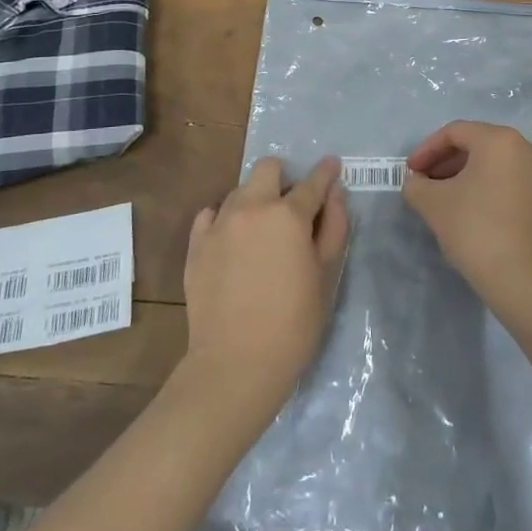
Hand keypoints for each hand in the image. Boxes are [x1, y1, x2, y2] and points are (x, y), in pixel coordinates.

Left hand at [178, 155, 349, 431]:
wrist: (236, 364)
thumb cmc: (294, 323)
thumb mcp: (327, 275)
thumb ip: (334, 227)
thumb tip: (335, 194)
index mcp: (288, 215)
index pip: (313, 182)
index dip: (326, 172)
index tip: (332, 166)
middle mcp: (251, 208)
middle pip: (268, 168)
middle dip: (285, 178)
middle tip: (293, 205)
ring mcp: (219, 224)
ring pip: (239, 190)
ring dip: (256, 200)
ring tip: (263, 231)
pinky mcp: (196, 245)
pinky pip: (211, 215)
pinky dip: (225, 219)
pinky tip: (234, 241)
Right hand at [403, 122, 531, 324]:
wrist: (527, 282)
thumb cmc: (477, 231)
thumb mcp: (434, 205)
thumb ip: (417, 185)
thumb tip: (416, 182)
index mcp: (501, 140)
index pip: (455, 132)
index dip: (426, 150)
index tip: (409, 173)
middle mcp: (527, 148)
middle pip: (477, 144)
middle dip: (445, 162)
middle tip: (423, 184)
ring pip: (494, 163)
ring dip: (464, 175)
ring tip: (441, 199)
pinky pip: (508, 180)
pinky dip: (485, 186)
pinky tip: (467, 209)